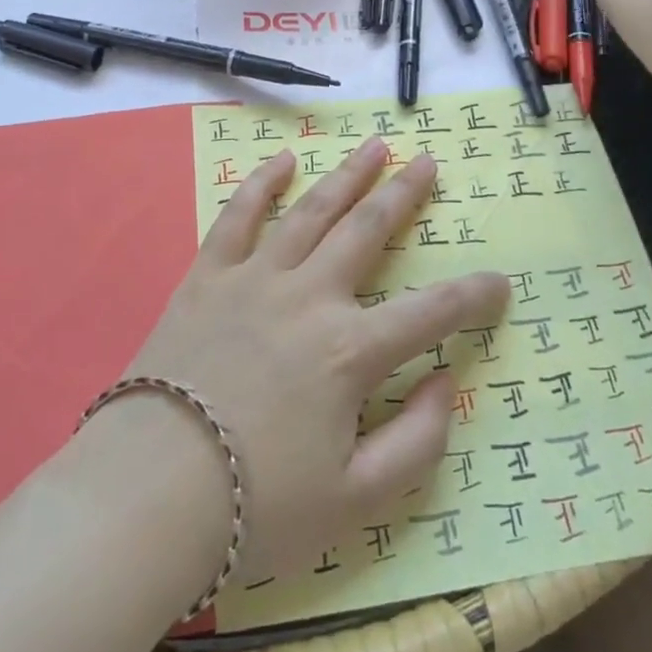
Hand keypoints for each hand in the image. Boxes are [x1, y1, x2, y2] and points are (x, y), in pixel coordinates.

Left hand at [115, 139, 508, 583]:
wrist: (151, 492)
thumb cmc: (258, 505)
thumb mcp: (356, 501)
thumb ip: (417, 442)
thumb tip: (446, 382)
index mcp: (349, 351)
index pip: (430, 312)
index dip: (473, 296)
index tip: (500, 282)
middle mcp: (309, 297)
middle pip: (368, 231)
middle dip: (404, 195)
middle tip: (427, 162)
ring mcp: (255, 278)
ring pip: (312, 210)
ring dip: (348, 175)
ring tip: (375, 146)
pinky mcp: (209, 276)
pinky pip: (238, 217)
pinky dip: (261, 184)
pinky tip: (283, 161)